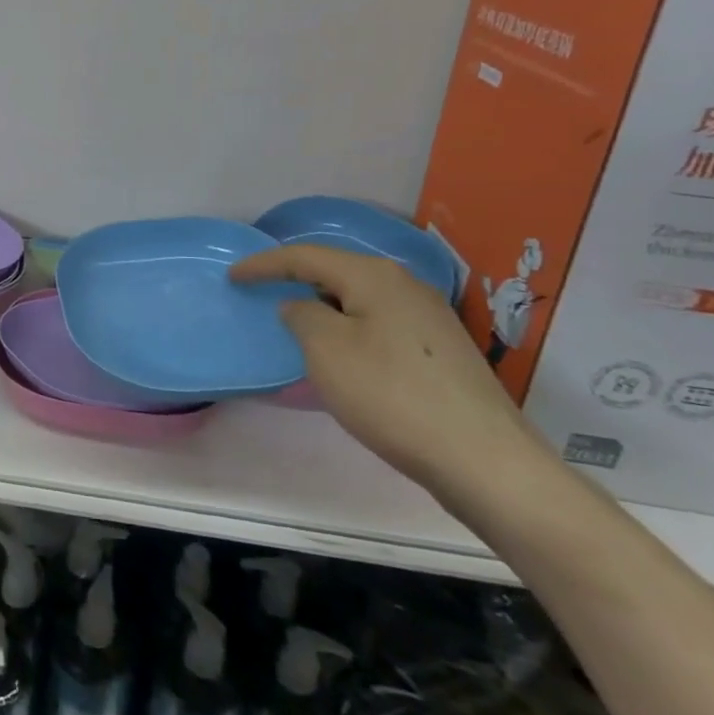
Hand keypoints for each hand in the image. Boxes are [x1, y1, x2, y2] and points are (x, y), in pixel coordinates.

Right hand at [229, 245, 551, 497]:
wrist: (481, 457)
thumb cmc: (390, 395)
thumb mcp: (327, 350)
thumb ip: (303, 316)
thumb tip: (301, 306)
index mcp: (375, 277)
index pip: (306, 256)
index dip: (264, 264)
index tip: (232, 276)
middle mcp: (406, 285)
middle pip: (338, 271)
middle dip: (297, 278)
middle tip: (263, 290)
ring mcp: (430, 317)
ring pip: (361, 298)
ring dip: (325, 304)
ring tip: (297, 321)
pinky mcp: (441, 349)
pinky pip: (380, 322)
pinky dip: (350, 326)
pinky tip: (343, 351)